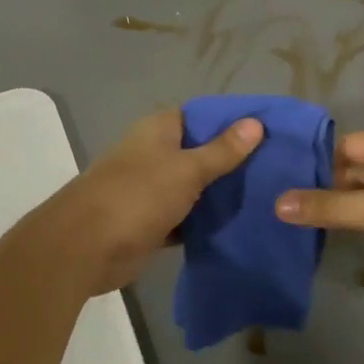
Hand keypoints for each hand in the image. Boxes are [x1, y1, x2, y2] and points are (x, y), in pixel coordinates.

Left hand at [35, 108, 262, 295]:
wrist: (86, 247)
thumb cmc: (137, 196)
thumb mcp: (187, 169)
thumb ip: (222, 150)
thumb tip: (255, 123)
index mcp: (158, 130)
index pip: (200, 116)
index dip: (231, 122)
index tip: (268, 132)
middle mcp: (153, 154)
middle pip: (199, 151)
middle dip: (232, 160)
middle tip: (277, 168)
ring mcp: (151, 189)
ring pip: (193, 186)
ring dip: (220, 194)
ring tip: (267, 196)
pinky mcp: (151, 221)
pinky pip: (185, 216)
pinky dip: (204, 221)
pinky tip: (239, 225)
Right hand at [274, 131, 363, 292]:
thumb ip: (332, 207)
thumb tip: (279, 203)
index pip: (347, 144)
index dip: (317, 159)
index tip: (285, 178)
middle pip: (360, 166)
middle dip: (329, 183)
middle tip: (291, 205)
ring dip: (349, 203)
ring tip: (312, 221)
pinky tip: (354, 234)